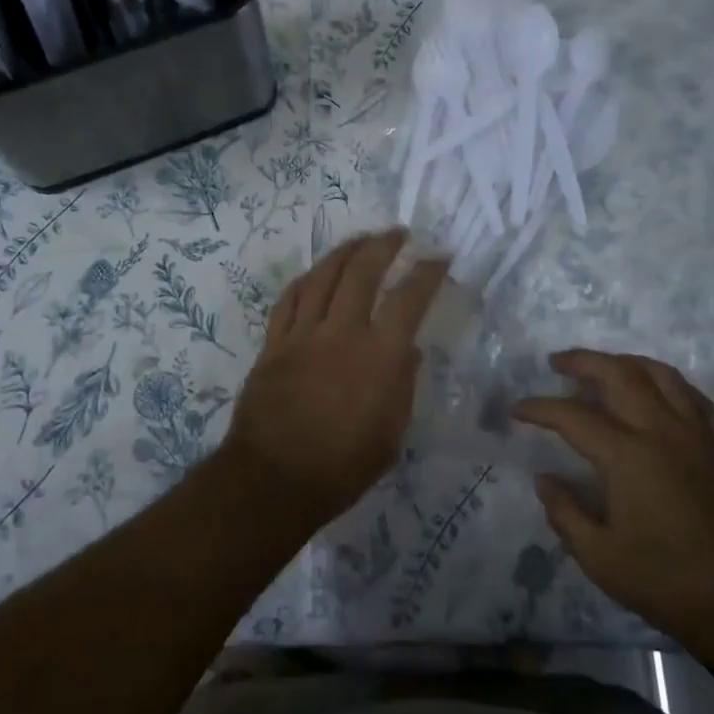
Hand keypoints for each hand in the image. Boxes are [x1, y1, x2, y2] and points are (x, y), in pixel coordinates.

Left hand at [220, 230, 448, 527]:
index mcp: (379, 355)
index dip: (427, 271)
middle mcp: (342, 332)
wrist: (275, 479)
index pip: (409, 298)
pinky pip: (290, 299)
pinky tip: (316, 273)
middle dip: (383, 245)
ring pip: (323, 275)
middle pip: (362, 271)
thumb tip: (408, 350)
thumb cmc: (343, 467)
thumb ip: (402, 385)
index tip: (439, 256)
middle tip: (398, 233)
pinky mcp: (274, 342)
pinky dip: (306, 280)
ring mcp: (303, 333)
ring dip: (345, 251)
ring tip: (360, 240)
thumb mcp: (392, 434)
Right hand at [515, 350, 713, 657]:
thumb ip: (566, 514)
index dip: (539, 408)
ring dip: (625, 361)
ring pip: (659, 373)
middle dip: (582, 361)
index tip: (517, 409)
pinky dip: (667, 382)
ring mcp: (696, 433)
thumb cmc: (670, 583)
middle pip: (618, 373)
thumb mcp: (601, 559)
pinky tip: (657, 390)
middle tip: (557, 364)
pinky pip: (692, 395)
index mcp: (627, 456)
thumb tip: (545, 479)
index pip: (572, 416)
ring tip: (604, 367)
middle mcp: (661, 430)